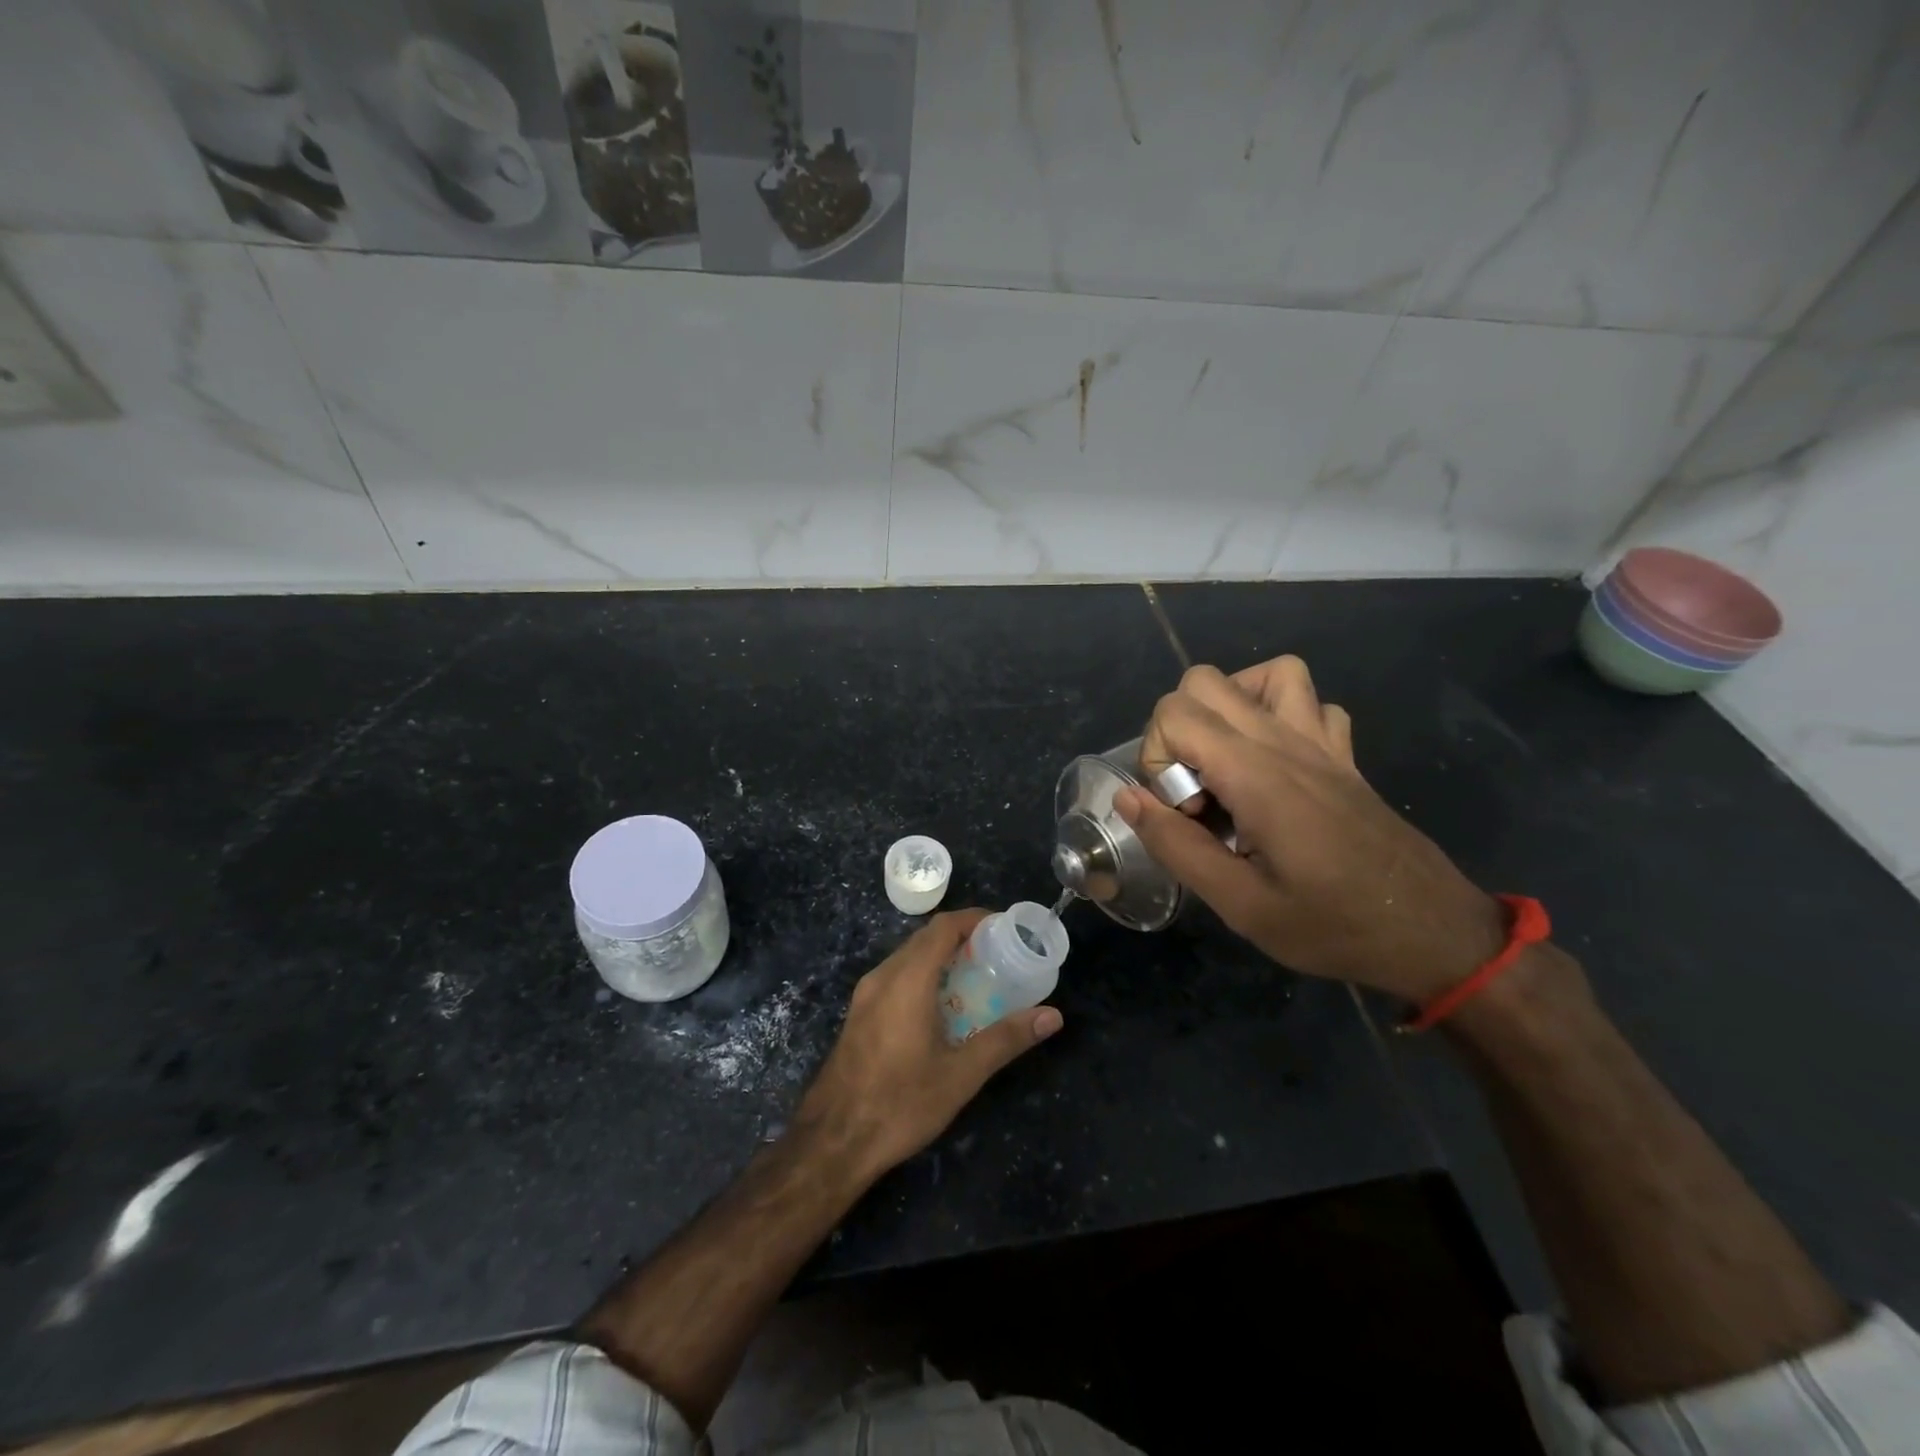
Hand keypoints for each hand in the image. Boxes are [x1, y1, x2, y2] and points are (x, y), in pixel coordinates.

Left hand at [795, 909, 1062, 1179]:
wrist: (831, 1143)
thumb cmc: (900, 1104)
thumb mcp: (961, 1075)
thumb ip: (1006, 1039)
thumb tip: (1052, 1016)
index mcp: (907, 980)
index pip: (943, 927)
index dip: (974, 919)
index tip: (1005, 928)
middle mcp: (883, 977)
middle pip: (925, 938)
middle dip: (962, 938)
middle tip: (998, 955)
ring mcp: (865, 995)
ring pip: (908, 958)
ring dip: (941, 958)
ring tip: (977, 979)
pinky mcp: (859, 1015)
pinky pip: (895, 977)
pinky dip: (923, 976)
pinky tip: (942, 1008)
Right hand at [1118, 657, 1504, 1003]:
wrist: (1435, 933)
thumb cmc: (1334, 925)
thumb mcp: (1241, 905)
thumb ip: (1177, 846)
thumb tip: (1128, 797)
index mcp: (1256, 775)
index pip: (1176, 713)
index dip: (1156, 758)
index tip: (1182, 814)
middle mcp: (1286, 742)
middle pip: (1206, 681)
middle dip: (1179, 729)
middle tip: (1196, 791)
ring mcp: (1321, 742)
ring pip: (1266, 673)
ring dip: (1231, 706)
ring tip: (1227, 761)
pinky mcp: (1344, 755)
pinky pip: (1310, 702)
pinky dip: (1282, 715)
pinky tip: (1276, 761)